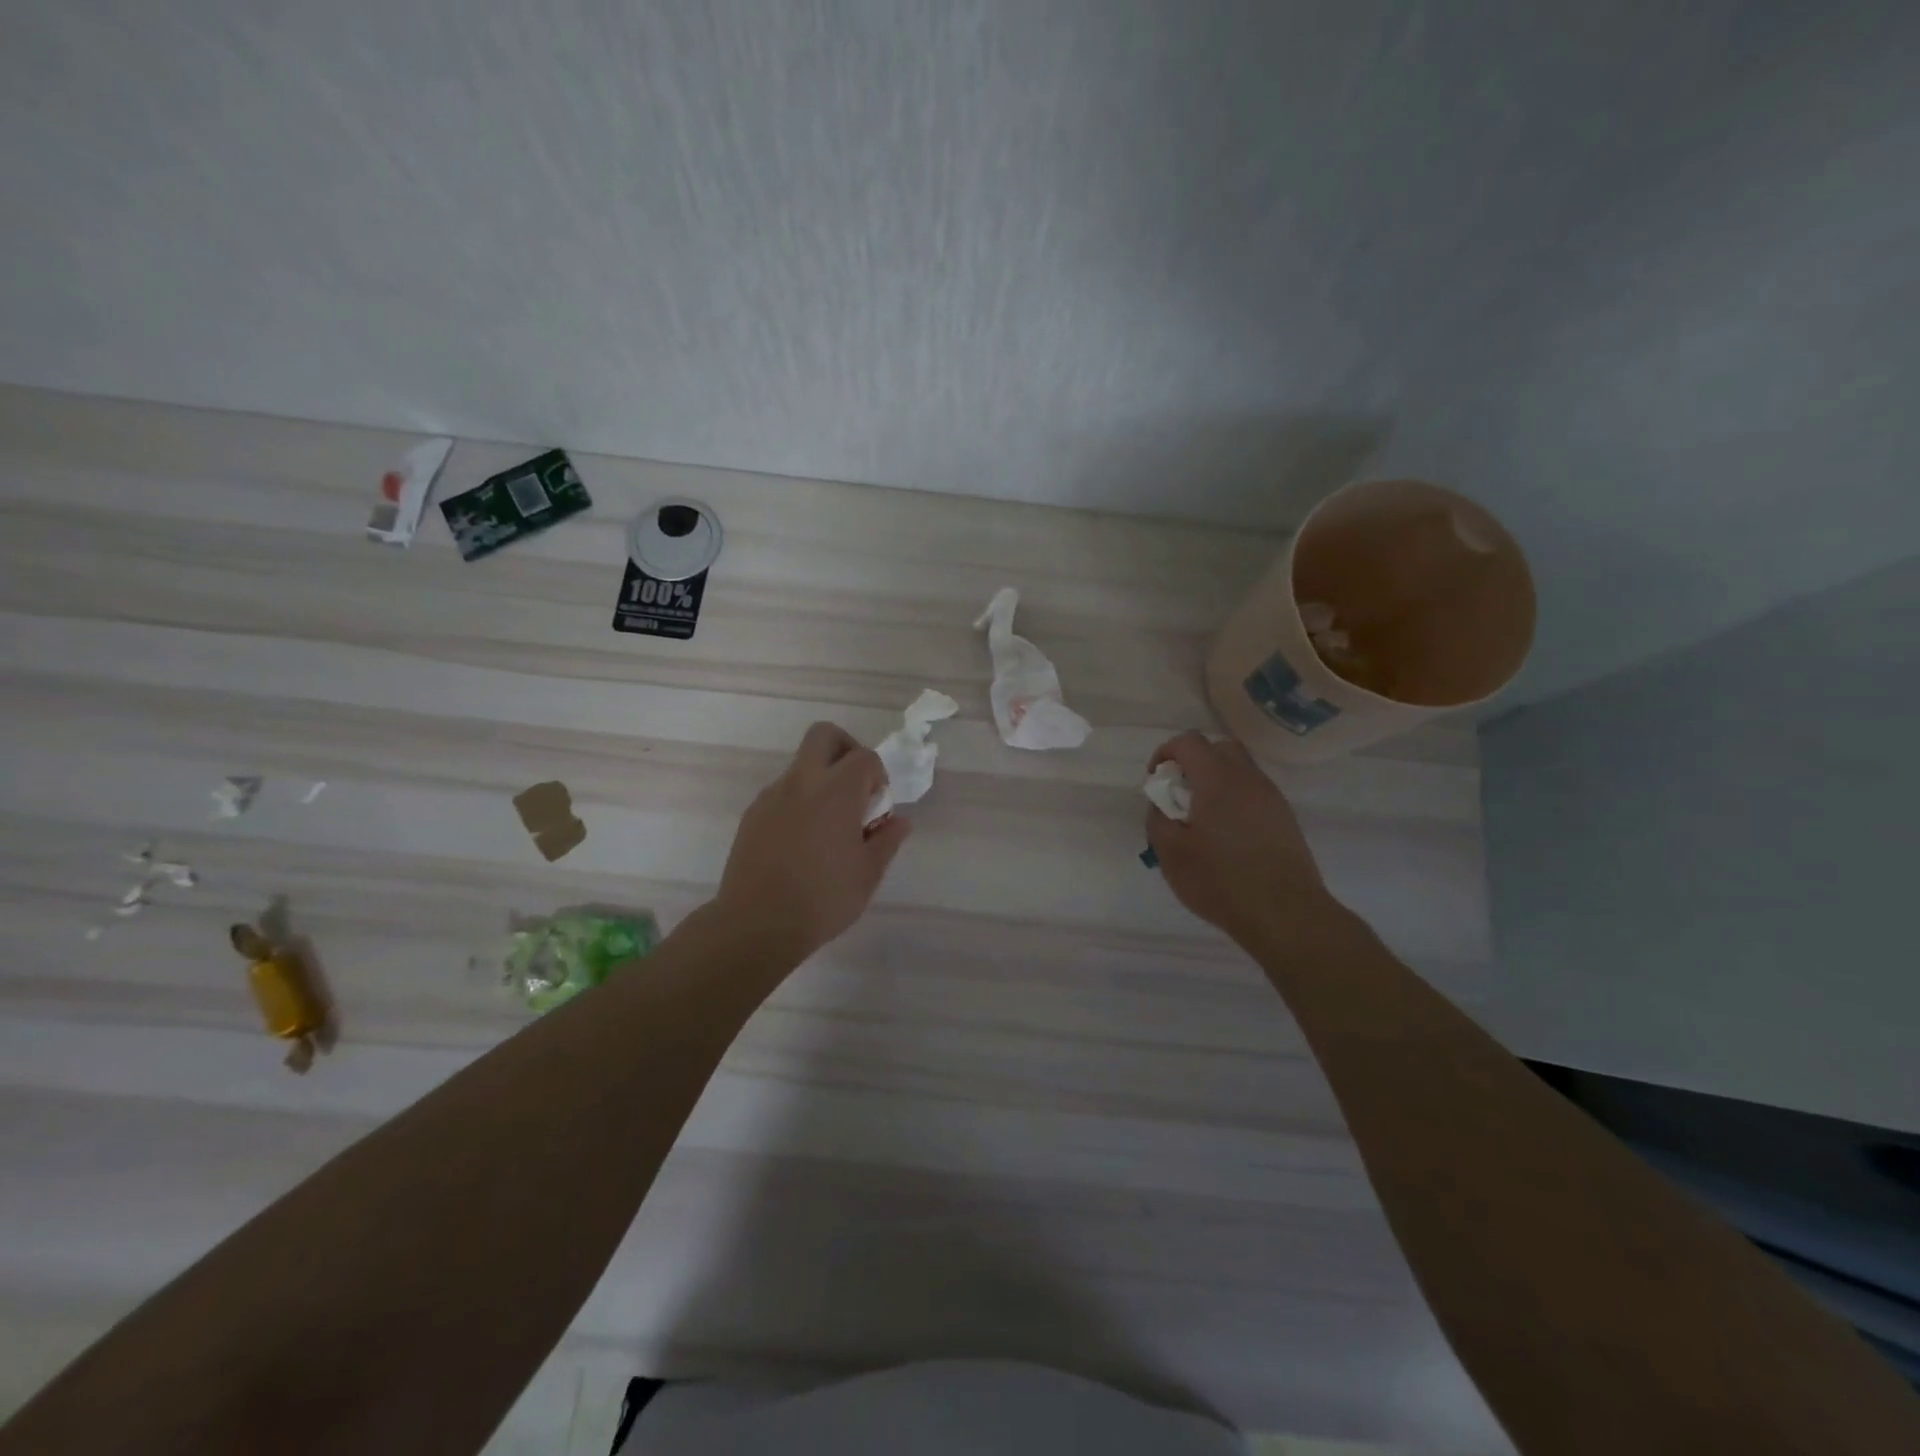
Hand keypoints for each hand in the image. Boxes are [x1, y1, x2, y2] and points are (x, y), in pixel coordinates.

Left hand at [711, 722, 910, 964]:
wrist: (757, 924)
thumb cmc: (823, 899)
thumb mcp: (868, 873)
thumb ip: (887, 840)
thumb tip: (900, 821)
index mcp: (836, 791)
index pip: (864, 757)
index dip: (877, 776)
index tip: (877, 807)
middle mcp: (802, 782)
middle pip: (824, 735)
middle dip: (845, 749)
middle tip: (854, 787)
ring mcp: (772, 796)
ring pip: (801, 766)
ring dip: (820, 780)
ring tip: (827, 827)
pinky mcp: (752, 815)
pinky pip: (782, 793)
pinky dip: (798, 802)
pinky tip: (801, 843)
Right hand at [1144, 731, 1337, 946]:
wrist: (1285, 914)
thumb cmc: (1221, 880)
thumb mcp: (1171, 853)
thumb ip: (1158, 819)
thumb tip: (1161, 805)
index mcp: (1217, 779)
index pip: (1188, 742)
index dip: (1165, 753)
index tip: (1156, 782)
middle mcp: (1248, 778)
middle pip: (1219, 748)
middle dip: (1194, 762)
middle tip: (1179, 794)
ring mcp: (1271, 798)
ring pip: (1240, 770)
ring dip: (1216, 782)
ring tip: (1201, 819)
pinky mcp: (1285, 819)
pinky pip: (1254, 794)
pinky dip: (1235, 800)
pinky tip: (1226, 836)